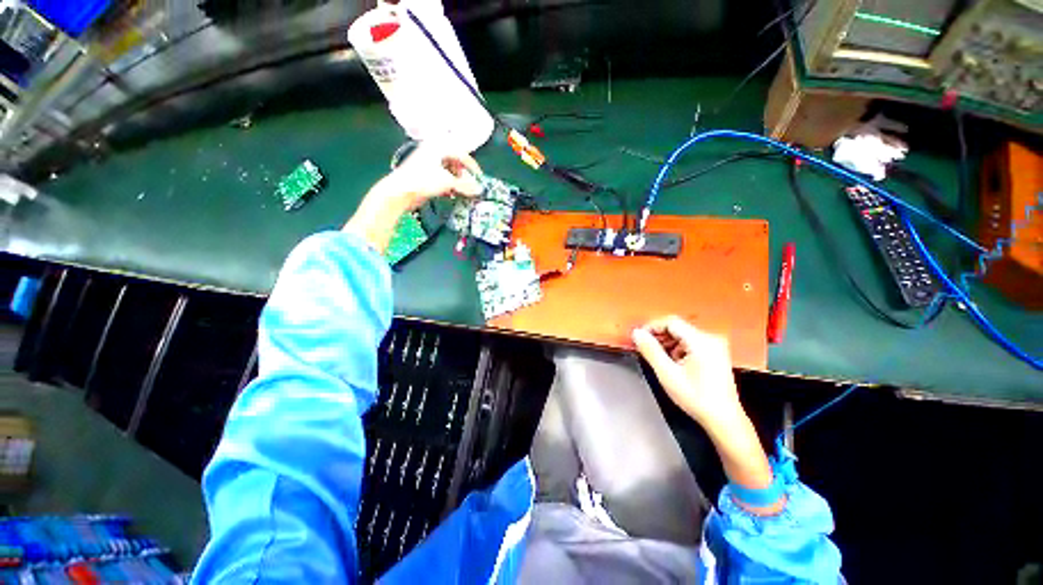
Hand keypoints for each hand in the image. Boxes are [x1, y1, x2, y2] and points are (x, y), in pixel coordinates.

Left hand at [378, 146, 482, 210]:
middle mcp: (434, 151)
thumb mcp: (448, 182)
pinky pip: (442, 178)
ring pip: (449, 171)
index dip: (472, 166)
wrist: (400, 192)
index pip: (461, 153)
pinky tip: (451, 194)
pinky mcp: (425, 175)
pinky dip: (449, 185)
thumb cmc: (423, 181)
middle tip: (471, 185)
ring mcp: (428, 163)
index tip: (479, 178)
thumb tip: (479, 190)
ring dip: (458, 182)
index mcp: (438, 146)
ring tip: (462, 191)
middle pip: (456, 162)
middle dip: (465, 175)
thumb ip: (465, 186)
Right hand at [634, 317, 776, 501]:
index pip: (670, 321)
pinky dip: (676, 350)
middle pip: (676, 327)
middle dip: (658, 336)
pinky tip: (671, 365)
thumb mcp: (667, 374)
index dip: (652, 326)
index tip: (638, 338)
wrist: (727, 425)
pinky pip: (690, 345)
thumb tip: (635, 332)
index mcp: (702, 340)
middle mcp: (711, 339)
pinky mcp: (715, 356)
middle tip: (645, 351)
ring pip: (682, 336)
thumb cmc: (697, 401)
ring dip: (666, 345)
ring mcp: (715, 348)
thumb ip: (650, 350)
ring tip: (657, 360)